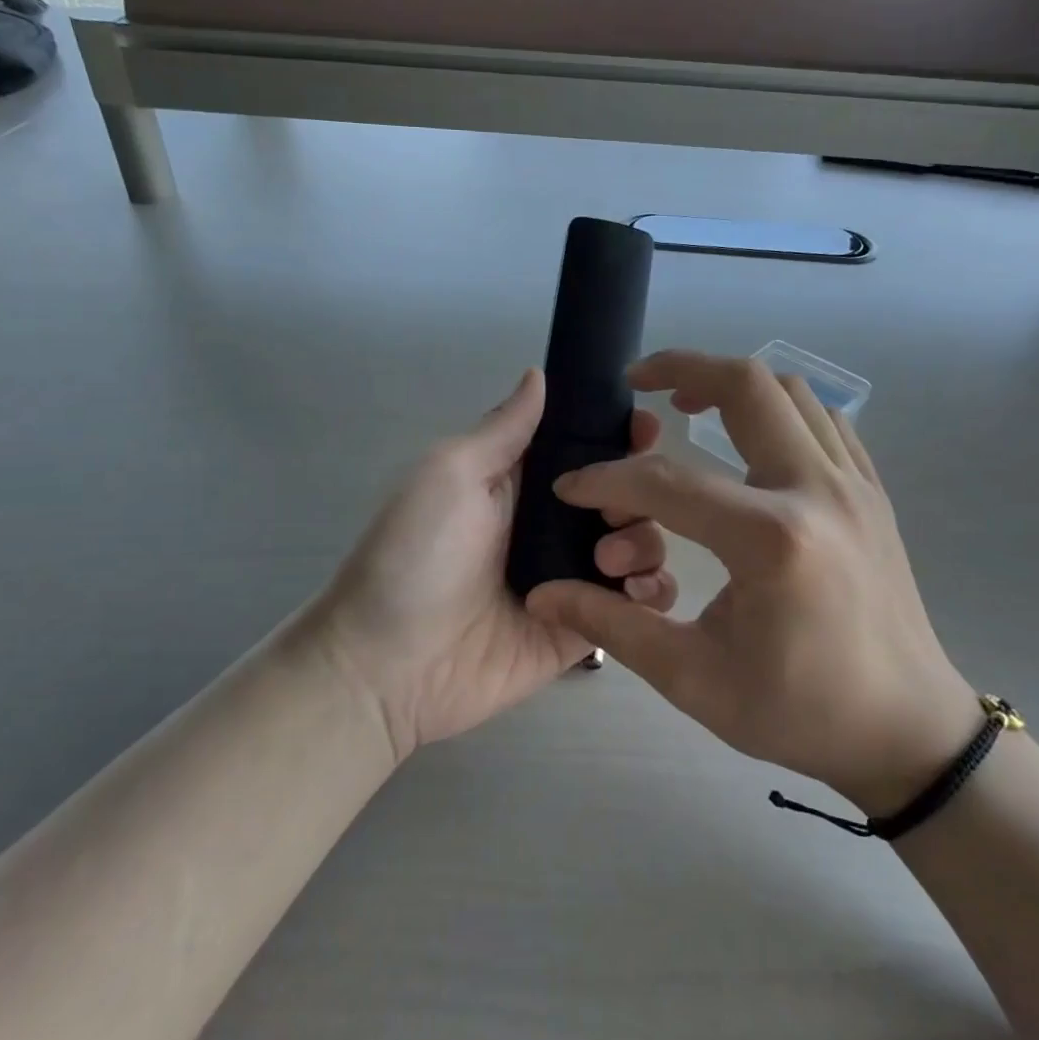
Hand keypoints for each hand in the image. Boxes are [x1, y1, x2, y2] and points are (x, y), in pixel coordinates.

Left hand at [307, 369, 677, 761]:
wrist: (387, 665)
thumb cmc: (416, 555)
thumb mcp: (451, 474)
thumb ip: (504, 428)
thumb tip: (539, 374)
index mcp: (524, 485)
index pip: (589, 450)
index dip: (621, 436)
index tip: (646, 429)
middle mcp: (555, 527)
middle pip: (626, 497)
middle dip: (643, 491)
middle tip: (616, 508)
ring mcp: (573, 580)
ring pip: (640, 547)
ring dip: (646, 542)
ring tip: (610, 557)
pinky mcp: (583, 630)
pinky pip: (635, 609)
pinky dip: (651, 595)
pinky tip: (637, 591)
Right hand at [526, 350, 975, 816]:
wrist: (907, 730)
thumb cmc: (800, 712)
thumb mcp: (694, 678)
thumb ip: (613, 624)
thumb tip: (543, 593)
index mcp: (771, 540)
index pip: (667, 483)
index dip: (607, 480)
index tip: (571, 487)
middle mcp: (817, 491)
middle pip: (747, 387)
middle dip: (682, 368)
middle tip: (640, 383)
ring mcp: (854, 485)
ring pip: (791, 391)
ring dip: (733, 383)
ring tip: (689, 405)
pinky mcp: (871, 492)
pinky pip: (823, 419)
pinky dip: (778, 408)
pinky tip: (748, 439)